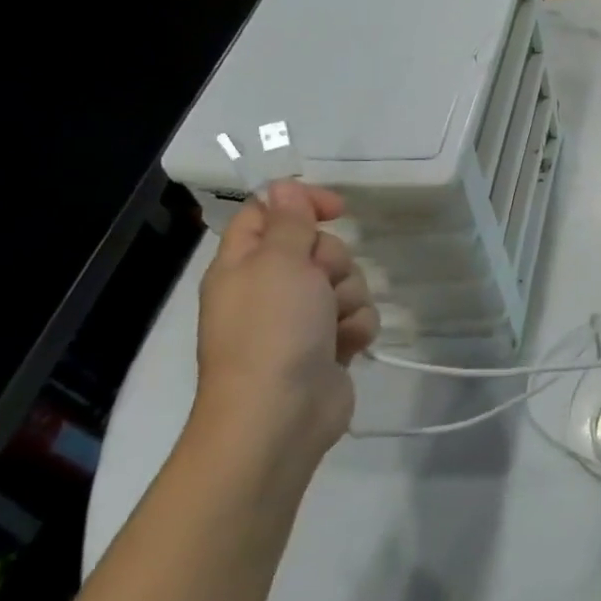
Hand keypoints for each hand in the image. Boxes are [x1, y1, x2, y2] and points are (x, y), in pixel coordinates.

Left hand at [193, 181, 378, 469]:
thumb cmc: (272, 330)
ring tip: (333, 322)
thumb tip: (282, 186)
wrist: (279, 414)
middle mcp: (270, 287)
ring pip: (345, 281)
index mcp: (244, 263)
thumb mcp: (279, 262)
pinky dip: (355, 327)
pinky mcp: (328, 344)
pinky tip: (346, 344)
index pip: (269, 213)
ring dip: (348, 297)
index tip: (337, 209)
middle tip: (321, 281)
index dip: (302, 203)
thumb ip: (288, 221)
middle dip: (332, 260)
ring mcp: (300, 319)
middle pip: (318, 247)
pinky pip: (356, 316)